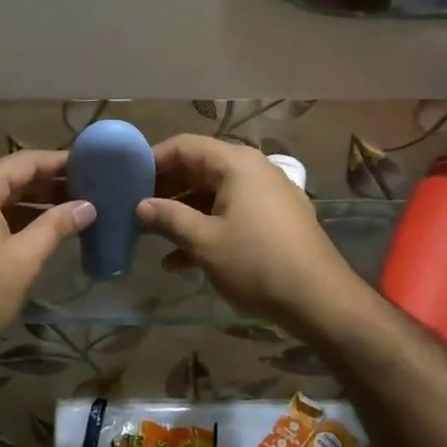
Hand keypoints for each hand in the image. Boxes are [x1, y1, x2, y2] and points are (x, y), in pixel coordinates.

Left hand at [0, 150, 94, 366]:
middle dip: (46, 184)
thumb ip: (57, 226)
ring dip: (30, 204)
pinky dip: (11, 220)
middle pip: (7, 179)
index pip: (22, 162)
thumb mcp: (24, 259)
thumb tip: (88, 206)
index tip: (89, 164)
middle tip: (86, 188)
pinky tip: (38, 230)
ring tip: (70, 209)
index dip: (57, 162)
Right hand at [137, 134, 358, 330]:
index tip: (125, 181)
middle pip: (198, 169)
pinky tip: (179, 262)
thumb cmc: (257, 263)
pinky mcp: (273, 222)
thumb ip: (168, 218)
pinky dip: (205, 230)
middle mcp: (253, 171)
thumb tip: (140, 206)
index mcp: (236, 164)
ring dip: (181, 214)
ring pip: (212, 195)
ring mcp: (266, 196)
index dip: (152, 160)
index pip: (184, 146)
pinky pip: (230, 215)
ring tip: (150, 236)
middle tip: (133, 209)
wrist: (320, 300)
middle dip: (165, 190)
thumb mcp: (204, 242)